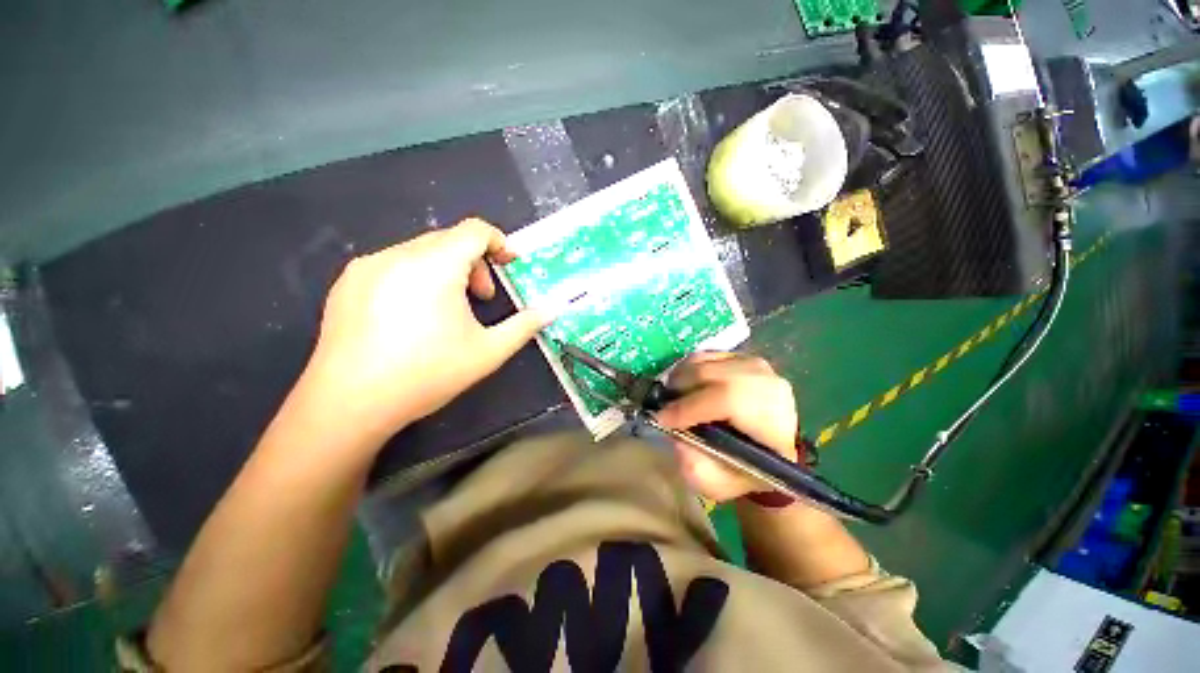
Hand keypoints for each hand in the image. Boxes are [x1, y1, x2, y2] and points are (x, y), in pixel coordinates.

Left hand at [299, 219, 549, 439]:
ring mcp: (367, 266)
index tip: (510, 265)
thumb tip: (554, 309)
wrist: (349, 403)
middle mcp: (398, 254)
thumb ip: (525, 325)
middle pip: (449, 240)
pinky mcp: (347, 283)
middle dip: (474, 263)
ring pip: (420, 252)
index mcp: (435, 265)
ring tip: (447, 309)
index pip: (474, 230)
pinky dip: (416, 277)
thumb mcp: (488, 351)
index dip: (499, 242)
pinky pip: (392, 265)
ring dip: (445, 270)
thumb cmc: (427, 374)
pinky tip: (411, 316)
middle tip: (481, 299)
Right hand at [655, 353, 798, 501]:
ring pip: (704, 362)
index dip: (690, 407)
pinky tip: (685, 387)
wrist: (767, 449)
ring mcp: (756, 365)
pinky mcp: (743, 356)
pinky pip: (705, 355)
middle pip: (711, 375)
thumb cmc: (743, 470)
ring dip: (680, 379)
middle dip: (679, 391)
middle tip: (663, 408)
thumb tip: (676, 435)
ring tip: (672, 398)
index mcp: (773, 421)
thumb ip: (695, 466)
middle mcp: (768, 385)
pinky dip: (688, 369)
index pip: (728, 400)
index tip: (662, 419)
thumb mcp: (718, 484)